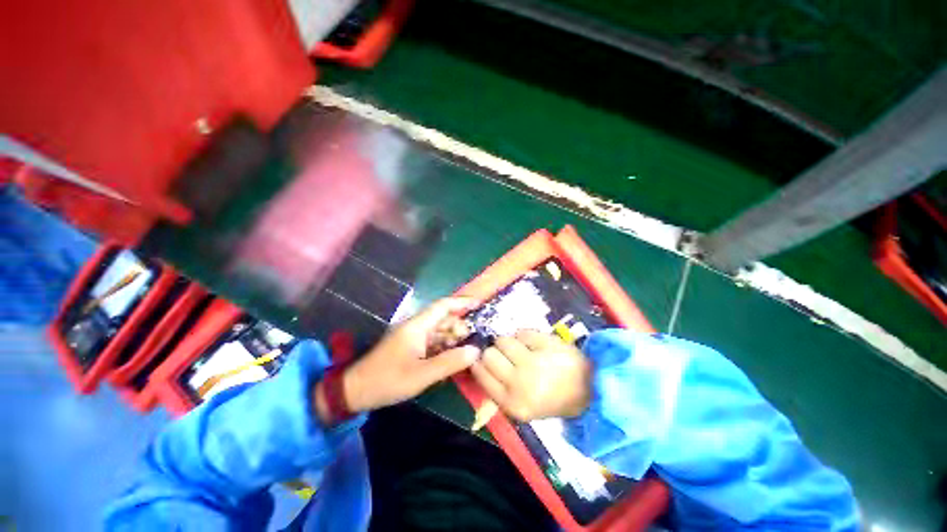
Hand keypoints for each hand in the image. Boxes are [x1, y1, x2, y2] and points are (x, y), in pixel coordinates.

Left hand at [315, 298, 479, 420]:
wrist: (356, 391)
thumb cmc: (388, 380)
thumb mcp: (421, 374)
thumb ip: (450, 362)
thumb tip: (475, 351)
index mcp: (417, 326)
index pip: (443, 305)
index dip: (462, 302)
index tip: (480, 303)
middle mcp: (417, 326)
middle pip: (444, 319)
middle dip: (461, 327)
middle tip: (475, 341)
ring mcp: (413, 337)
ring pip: (440, 331)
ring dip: (454, 338)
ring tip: (467, 351)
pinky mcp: (411, 347)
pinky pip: (434, 342)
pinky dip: (445, 347)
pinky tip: (453, 358)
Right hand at [471, 330, 590, 421]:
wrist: (590, 392)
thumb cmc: (552, 399)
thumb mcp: (521, 406)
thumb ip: (498, 389)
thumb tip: (477, 361)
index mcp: (511, 403)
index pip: (480, 374)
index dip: (479, 362)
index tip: (481, 357)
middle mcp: (519, 383)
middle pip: (489, 354)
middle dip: (495, 352)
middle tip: (506, 355)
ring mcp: (534, 363)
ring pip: (504, 340)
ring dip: (510, 342)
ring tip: (522, 349)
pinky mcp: (546, 345)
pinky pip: (522, 332)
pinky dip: (526, 336)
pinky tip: (535, 345)